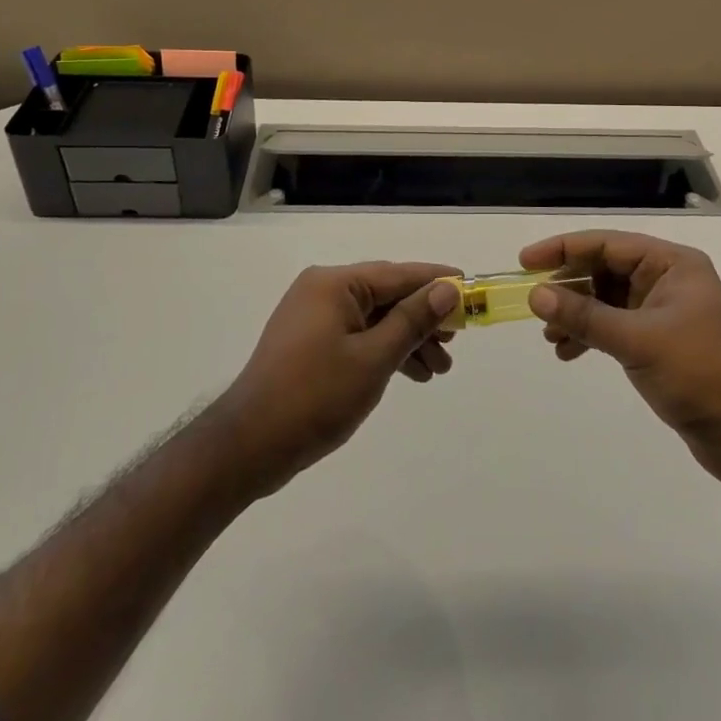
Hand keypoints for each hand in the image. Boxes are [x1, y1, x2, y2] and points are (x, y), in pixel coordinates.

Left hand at [213, 262, 459, 497]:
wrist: (249, 446)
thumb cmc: (315, 396)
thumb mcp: (373, 358)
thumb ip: (413, 320)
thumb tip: (448, 287)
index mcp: (334, 283)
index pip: (398, 274)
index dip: (437, 282)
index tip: (471, 289)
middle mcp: (323, 290)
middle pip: (388, 295)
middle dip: (424, 319)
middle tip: (456, 342)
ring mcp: (314, 316)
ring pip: (375, 318)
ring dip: (408, 340)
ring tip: (439, 370)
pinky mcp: (310, 342)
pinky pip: (358, 335)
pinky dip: (384, 351)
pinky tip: (411, 374)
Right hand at [524, 231, 720, 488]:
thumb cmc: (701, 373)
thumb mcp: (638, 340)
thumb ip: (585, 317)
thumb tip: (536, 294)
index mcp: (671, 264)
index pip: (607, 244)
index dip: (564, 249)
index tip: (526, 262)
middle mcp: (667, 281)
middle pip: (604, 270)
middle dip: (568, 288)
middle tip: (535, 305)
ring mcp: (664, 313)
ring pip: (606, 301)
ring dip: (576, 316)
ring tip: (550, 337)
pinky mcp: (661, 344)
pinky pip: (615, 327)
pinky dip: (591, 337)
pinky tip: (569, 354)